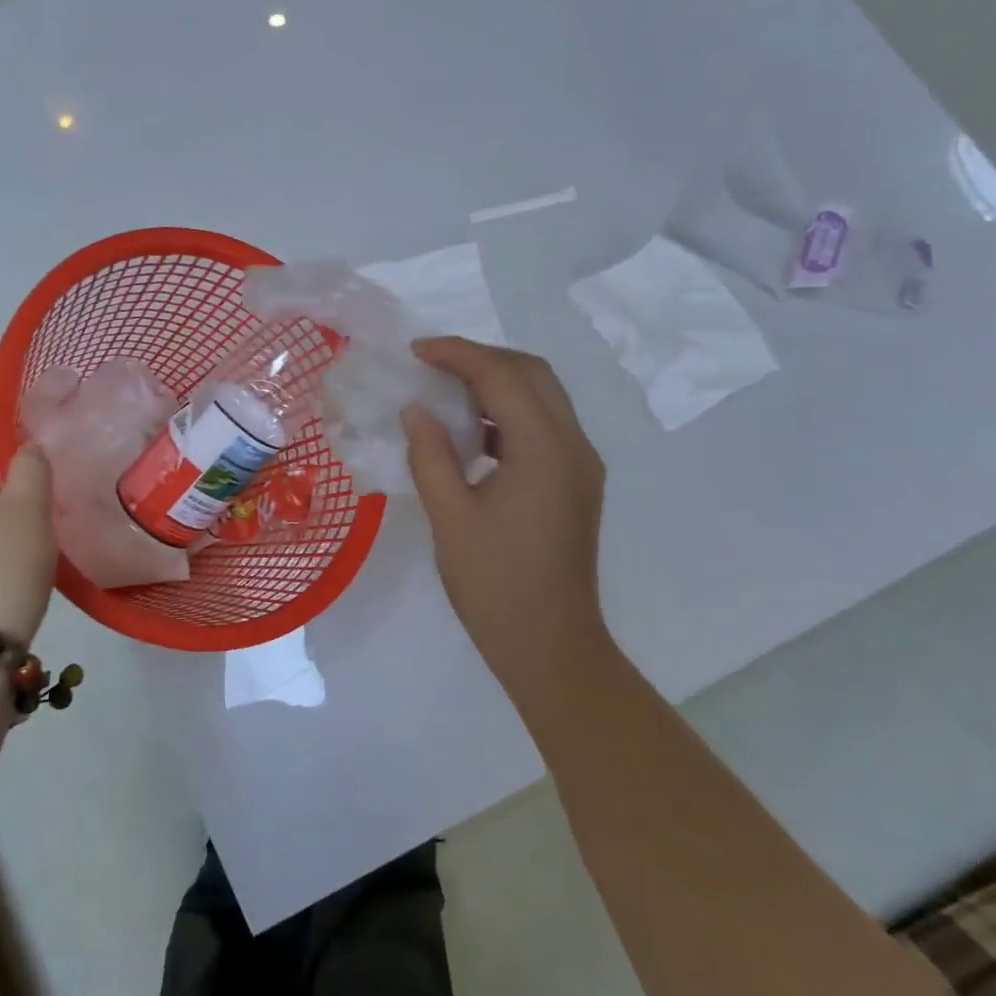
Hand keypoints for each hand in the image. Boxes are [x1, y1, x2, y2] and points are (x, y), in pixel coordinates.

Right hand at [402, 338, 607, 697]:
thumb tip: (415, 410)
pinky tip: (472, 432)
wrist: (551, 646)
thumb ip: (430, 456)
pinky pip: (544, 426)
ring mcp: (581, 465)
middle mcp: (573, 447)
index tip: (416, 350)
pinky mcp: (576, 483)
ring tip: (446, 391)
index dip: (458, 354)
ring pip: (543, 397)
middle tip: (433, 364)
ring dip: (497, 383)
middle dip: (482, 358)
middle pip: (533, 374)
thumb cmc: (494, 586)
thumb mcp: (450, 519)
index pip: (502, 377)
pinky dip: (509, 413)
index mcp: (544, 451)